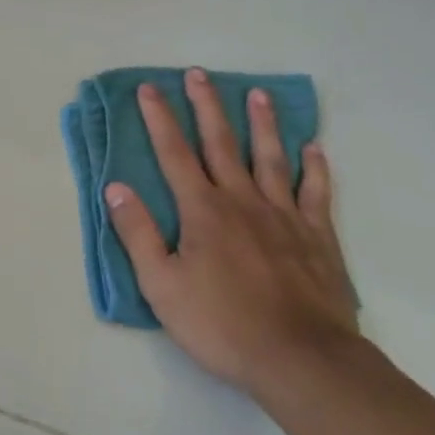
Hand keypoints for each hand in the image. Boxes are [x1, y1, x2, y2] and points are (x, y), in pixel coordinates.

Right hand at [103, 68, 359, 397]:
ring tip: (258, 94)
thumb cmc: (222, 324)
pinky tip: (313, 148)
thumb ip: (138, 233)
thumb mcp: (161, 285)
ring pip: (271, 158)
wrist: (302, 360)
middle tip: (198, 74)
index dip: (159, 119)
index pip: (174, 153)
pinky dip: (314, 168)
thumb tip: (116, 188)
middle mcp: (242, 201)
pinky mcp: (318, 238)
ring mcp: (285, 217)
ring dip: (262, 124)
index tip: (149, 89)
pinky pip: (316, 193)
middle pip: (221, 144)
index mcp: (202, 210)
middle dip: (206, 106)